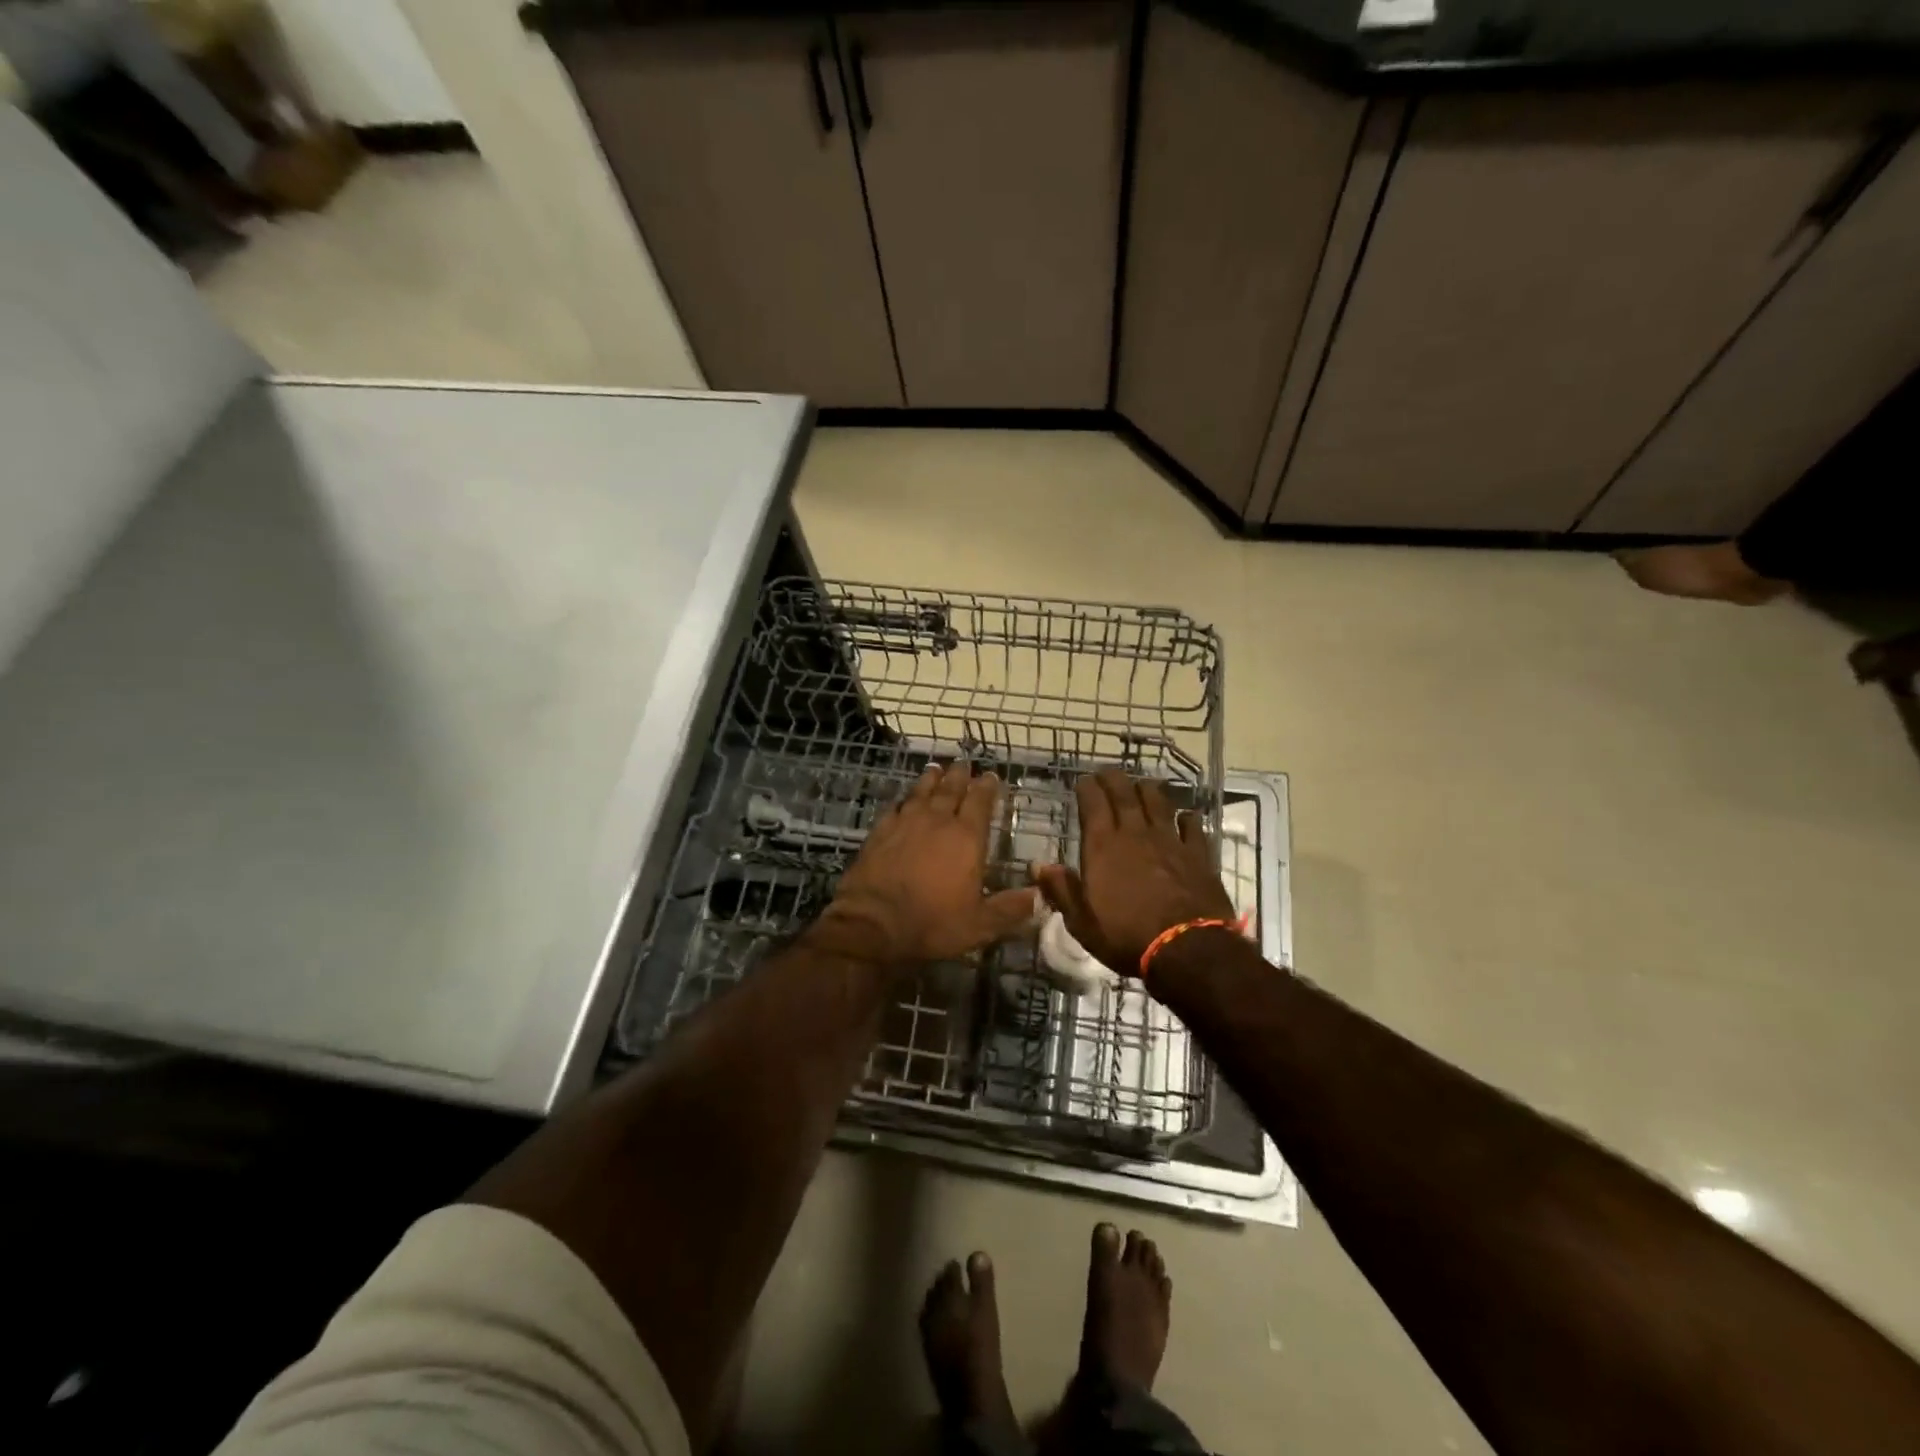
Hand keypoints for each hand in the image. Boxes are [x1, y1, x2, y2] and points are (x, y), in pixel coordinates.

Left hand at [814, 761, 1038, 965]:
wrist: (872, 924)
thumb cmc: (932, 923)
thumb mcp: (980, 925)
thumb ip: (1010, 908)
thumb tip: (1041, 896)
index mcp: (966, 838)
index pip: (980, 802)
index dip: (987, 787)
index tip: (991, 776)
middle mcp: (937, 821)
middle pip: (950, 789)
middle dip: (960, 775)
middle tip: (964, 763)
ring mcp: (905, 823)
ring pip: (921, 792)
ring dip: (931, 779)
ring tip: (936, 769)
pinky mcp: (879, 832)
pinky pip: (895, 807)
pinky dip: (904, 799)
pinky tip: (904, 799)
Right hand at [1035, 767, 1232, 975]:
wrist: (1187, 949)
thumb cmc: (1126, 936)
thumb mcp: (1082, 921)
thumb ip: (1061, 890)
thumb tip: (1038, 866)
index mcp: (1103, 846)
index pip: (1093, 804)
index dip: (1087, 788)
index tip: (1083, 781)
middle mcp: (1135, 834)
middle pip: (1125, 794)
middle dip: (1114, 779)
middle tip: (1108, 772)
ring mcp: (1170, 841)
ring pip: (1158, 803)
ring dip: (1148, 790)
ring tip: (1142, 784)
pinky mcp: (1198, 854)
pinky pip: (1192, 827)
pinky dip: (1187, 818)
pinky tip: (1186, 816)